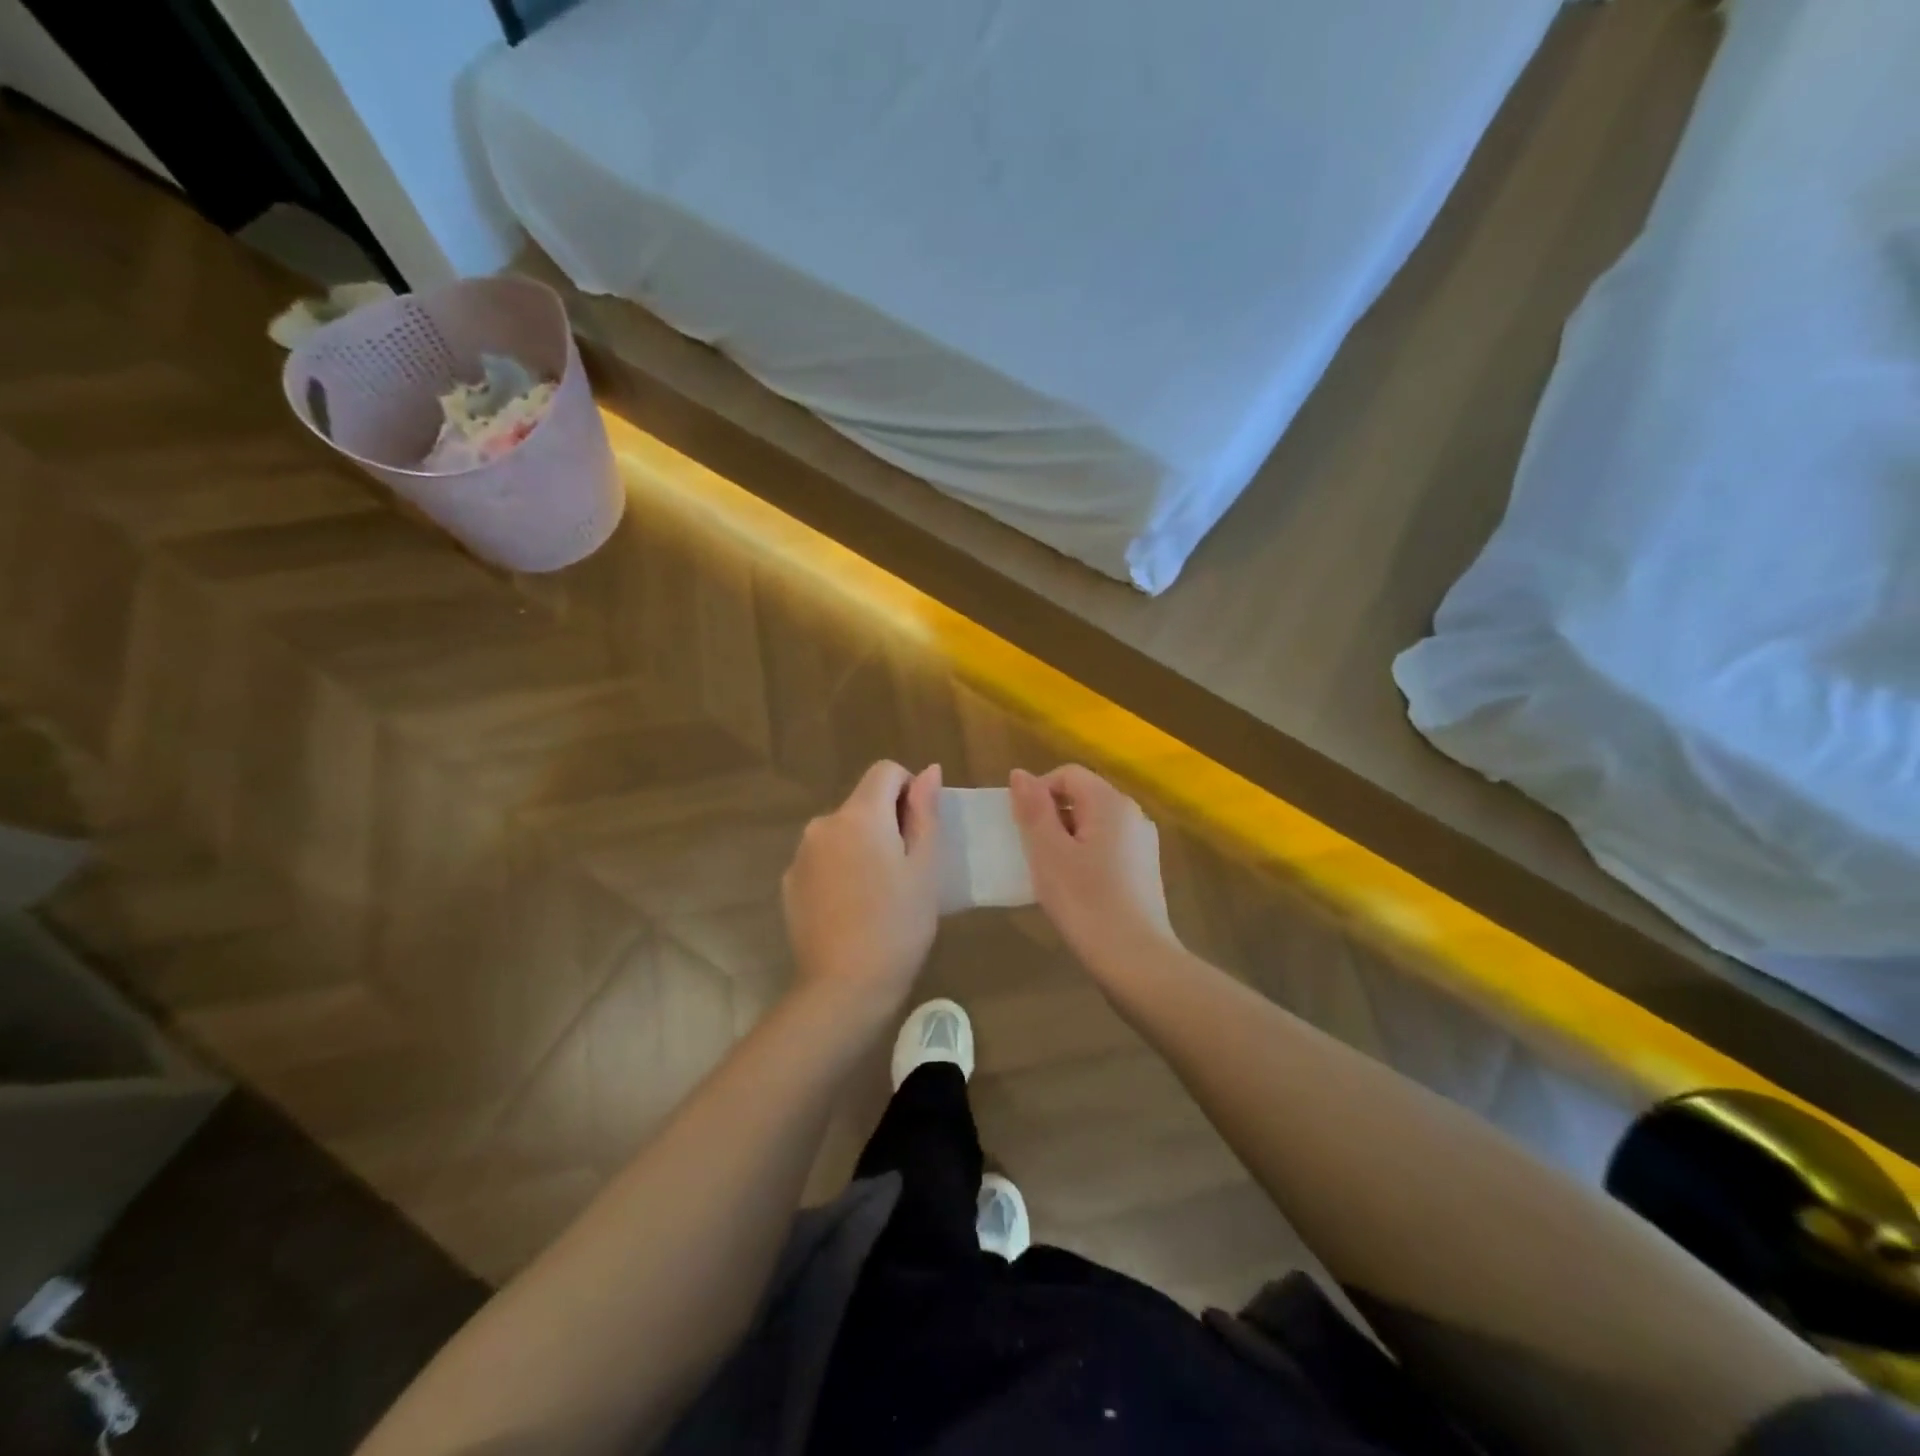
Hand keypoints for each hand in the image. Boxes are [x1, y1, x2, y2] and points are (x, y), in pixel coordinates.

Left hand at [782, 761, 942, 1011]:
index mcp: (859, 815)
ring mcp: (801, 854)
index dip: (909, 790)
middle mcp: (823, 824)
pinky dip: (840, 869)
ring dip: (862, 846)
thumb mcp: (925, 868)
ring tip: (879, 893)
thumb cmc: (898, 925)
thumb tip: (929, 771)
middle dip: (887, 822)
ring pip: (842, 832)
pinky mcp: (790, 882)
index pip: (885, 771)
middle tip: (906, 871)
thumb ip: (925, 812)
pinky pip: (823, 859)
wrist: (844, 986)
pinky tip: (852, 908)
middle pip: (863, 803)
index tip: (919, 830)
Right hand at [1009, 765, 1175, 975]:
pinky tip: (1077, 889)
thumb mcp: (1048, 852)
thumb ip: (1033, 808)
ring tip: (1052, 874)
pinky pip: (1108, 846)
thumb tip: (1020, 773)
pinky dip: (1086, 856)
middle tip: (1033, 853)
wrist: (1136, 960)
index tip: (1022, 828)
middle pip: (1083, 796)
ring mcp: (1143, 843)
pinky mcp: (1146, 869)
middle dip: (1052, 817)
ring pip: (1095, 824)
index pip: (1067, 774)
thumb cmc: (1085, 902)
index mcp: (1111, 802)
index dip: (1038, 793)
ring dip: (1067, 839)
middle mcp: (1133, 814)